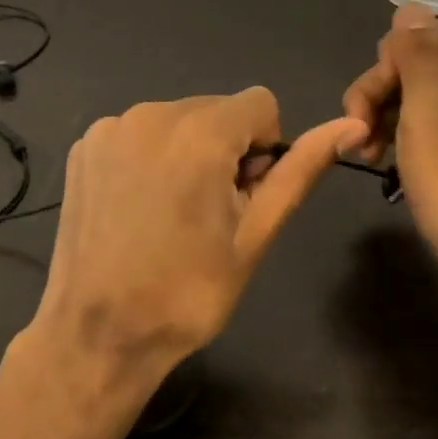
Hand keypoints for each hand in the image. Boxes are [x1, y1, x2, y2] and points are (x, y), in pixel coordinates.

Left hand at [23, 89, 366, 392]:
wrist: (97, 334)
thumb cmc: (188, 291)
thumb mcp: (256, 233)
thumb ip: (301, 169)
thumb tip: (352, 125)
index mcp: (200, 132)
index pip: (261, 104)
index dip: (264, 149)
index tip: (242, 195)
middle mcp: (152, 113)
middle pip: (217, 109)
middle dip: (225, 148)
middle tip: (209, 211)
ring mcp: (112, 127)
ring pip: (177, 118)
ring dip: (187, 150)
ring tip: (171, 212)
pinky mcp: (85, 144)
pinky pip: (138, 131)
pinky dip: (149, 156)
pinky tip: (137, 206)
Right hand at [343, 5, 437, 358]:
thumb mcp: (428, 116)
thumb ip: (418, 57)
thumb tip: (410, 7)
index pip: (418, 34)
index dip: (386, 63)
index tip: (369, 103)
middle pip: (412, 64)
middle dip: (377, 92)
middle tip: (359, 135)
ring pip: (411, 96)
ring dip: (380, 118)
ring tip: (366, 156)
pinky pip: (421, 127)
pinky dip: (396, 138)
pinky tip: (382, 164)